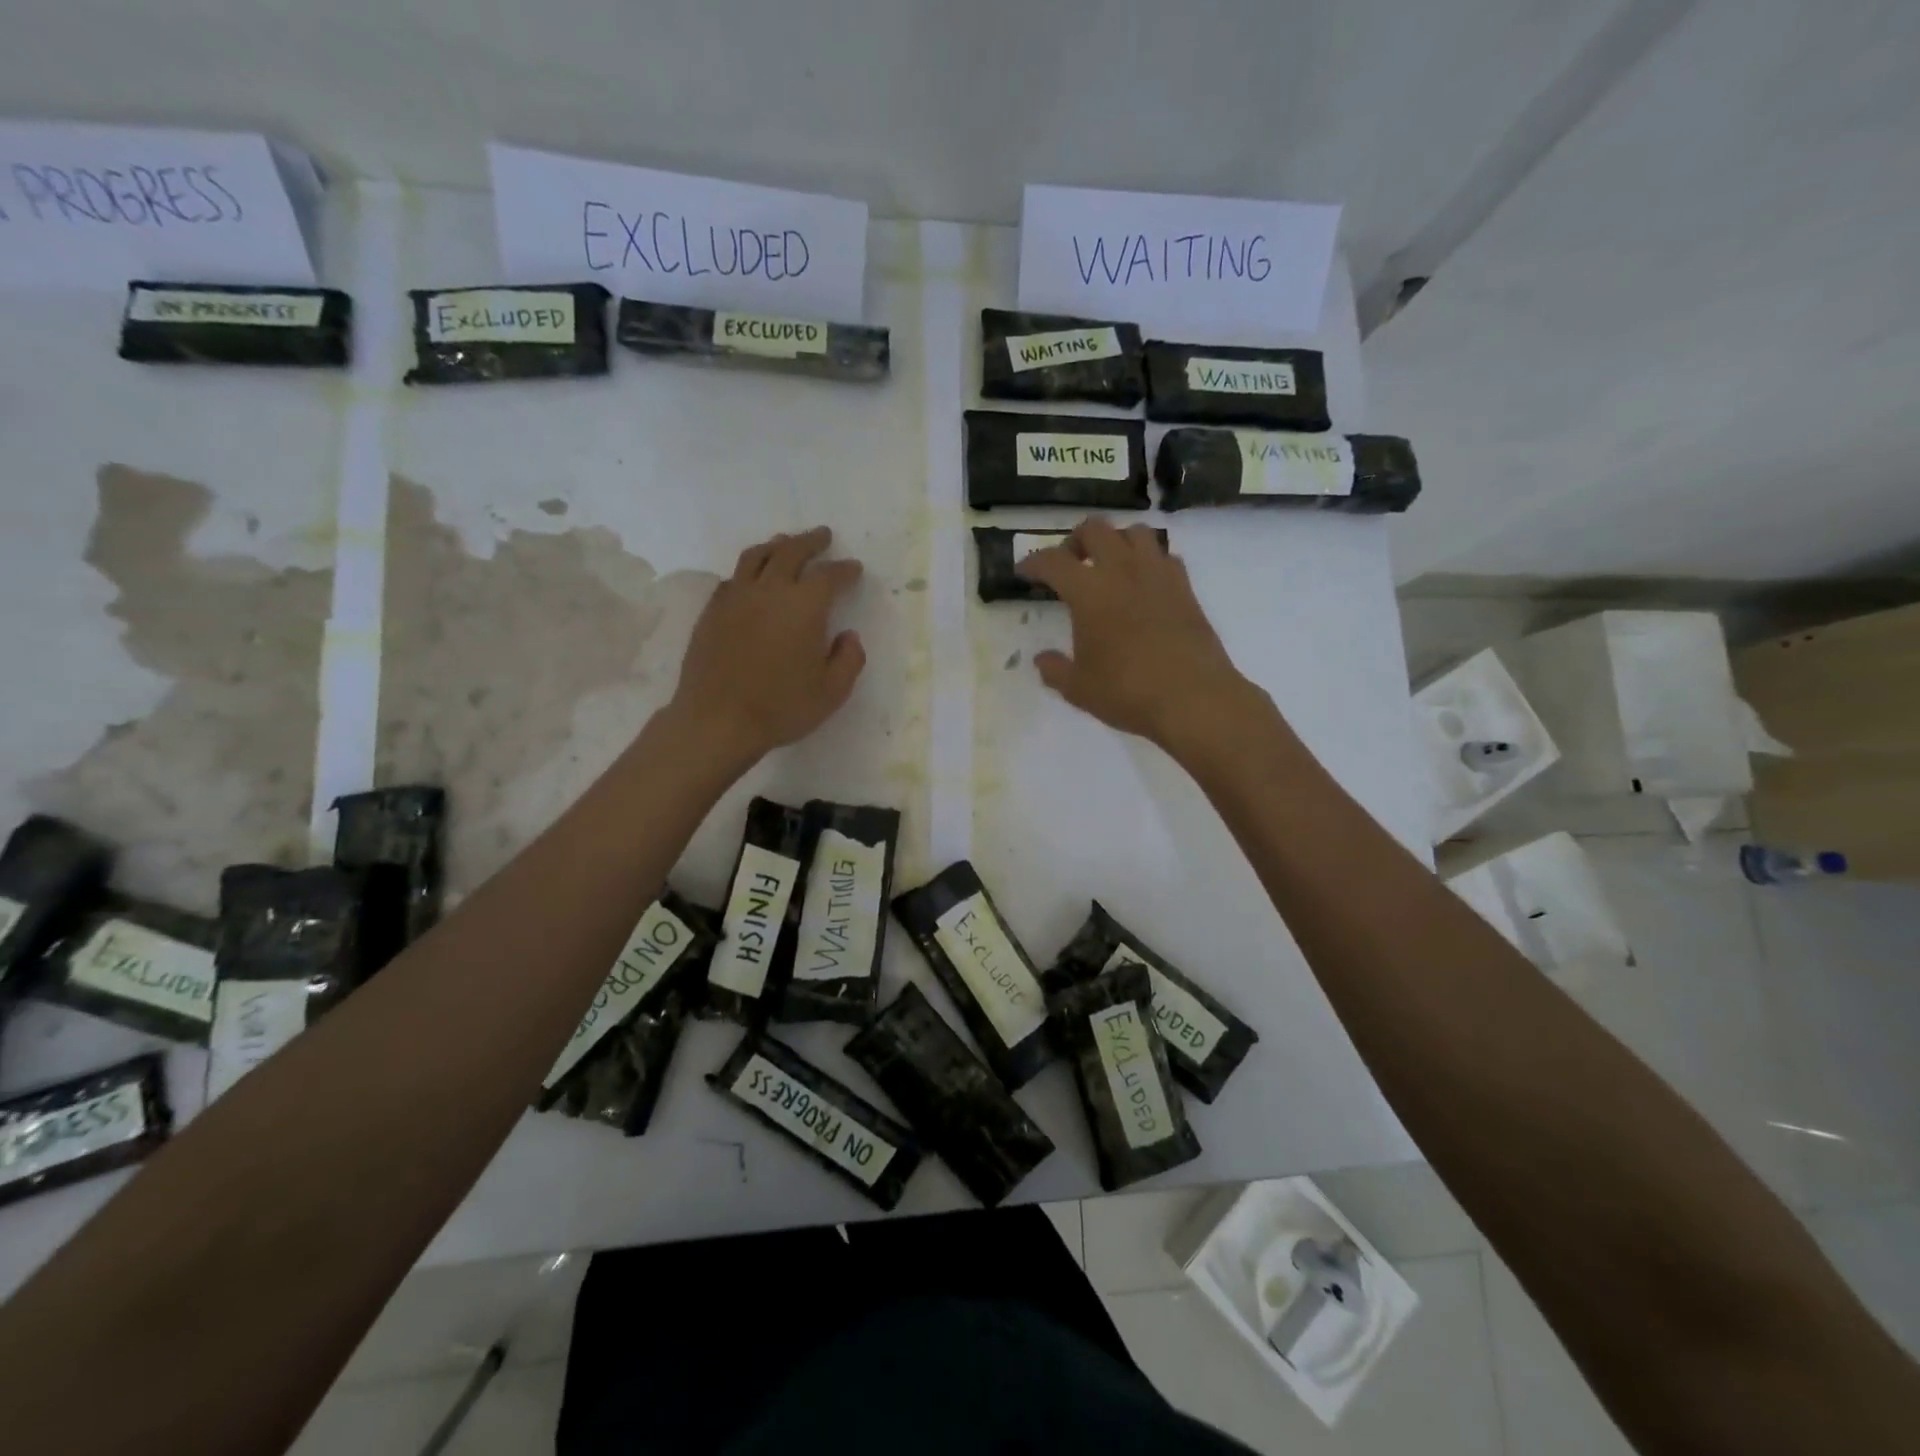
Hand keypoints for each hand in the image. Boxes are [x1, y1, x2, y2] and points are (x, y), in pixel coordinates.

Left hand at [671, 527, 865, 764]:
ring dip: (776, 545)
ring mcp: (735, 597)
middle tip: (822, 536)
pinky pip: (733, 578)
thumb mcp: (832, 692)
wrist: (717, 720)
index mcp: (805, 605)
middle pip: (791, 551)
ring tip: (785, 543)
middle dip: (810, 542)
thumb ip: (849, 659)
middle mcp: (770, 590)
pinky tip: (751, 578)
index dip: (845, 570)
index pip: (829, 575)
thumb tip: (849, 636)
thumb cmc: (781, 707)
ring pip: (756, 556)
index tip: (854, 569)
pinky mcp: (712, 611)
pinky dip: (748, 570)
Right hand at [1018, 519, 1259, 750]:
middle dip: (1075, 541)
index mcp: (1088, 591)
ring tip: (1109, 566)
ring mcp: (1158, 574)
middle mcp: (1122, 570)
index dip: (1034, 563)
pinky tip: (1143, 585)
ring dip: (1116, 541)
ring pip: (1135, 531)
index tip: (1025, 571)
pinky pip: (1164, 556)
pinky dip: (1148, 561)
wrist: (1193, 698)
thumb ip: (1055, 669)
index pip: (1053, 561)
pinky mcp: (1185, 588)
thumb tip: (1042, 659)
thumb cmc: (1127, 692)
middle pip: (1095, 529)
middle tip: (1069, 564)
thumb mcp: (1078, 688)